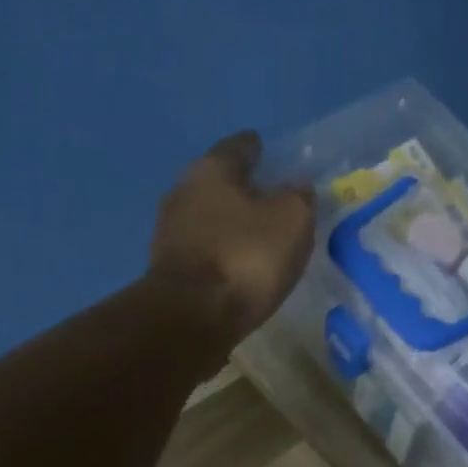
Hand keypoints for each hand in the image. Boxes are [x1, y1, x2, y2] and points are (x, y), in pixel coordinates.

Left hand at [147, 131, 314, 345]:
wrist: (191, 318)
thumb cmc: (245, 258)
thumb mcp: (291, 221)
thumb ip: (298, 198)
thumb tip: (298, 187)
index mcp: (211, 170)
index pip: (237, 147)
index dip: (255, 148)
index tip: (266, 149)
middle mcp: (182, 193)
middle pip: (217, 183)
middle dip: (241, 188)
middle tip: (267, 197)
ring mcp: (169, 233)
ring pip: (207, 218)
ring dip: (229, 224)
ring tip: (256, 235)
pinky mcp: (168, 271)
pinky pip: (203, 251)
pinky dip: (220, 253)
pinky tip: (237, 265)